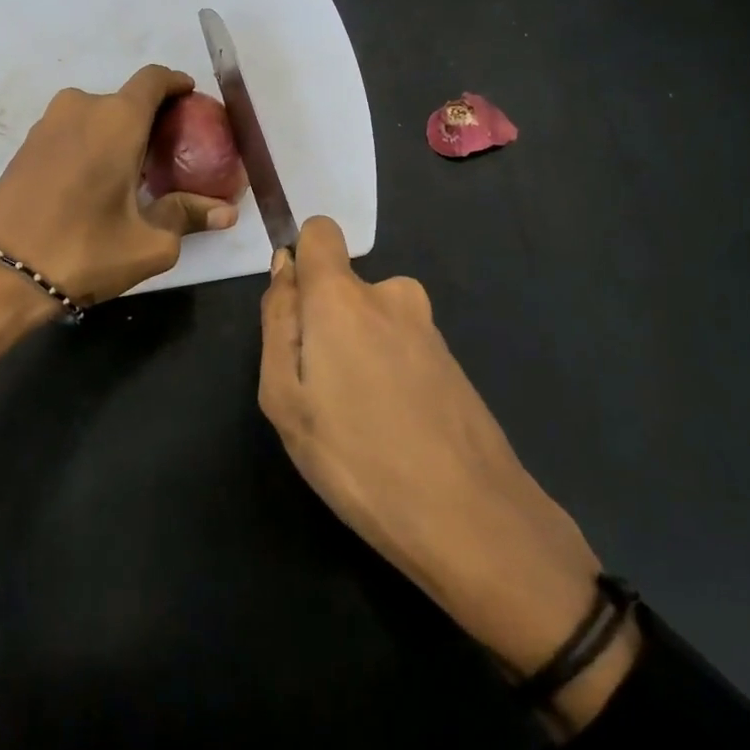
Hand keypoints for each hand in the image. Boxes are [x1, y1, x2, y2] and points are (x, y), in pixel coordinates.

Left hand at [0, 64, 237, 306]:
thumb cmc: (83, 250)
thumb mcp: (149, 243)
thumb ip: (187, 217)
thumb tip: (226, 214)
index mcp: (117, 120)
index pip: (154, 79)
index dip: (176, 83)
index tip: (190, 98)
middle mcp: (81, 108)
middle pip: (125, 99)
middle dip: (150, 118)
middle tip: (169, 150)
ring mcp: (47, 125)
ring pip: (96, 115)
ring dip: (117, 132)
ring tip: (133, 169)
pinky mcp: (26, 146)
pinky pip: (72, 131)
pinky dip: (91, 143)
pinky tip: (97, 180)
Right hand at [258, 217, 637, 730]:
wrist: (471, 518)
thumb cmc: (357, 457)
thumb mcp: (285, 397)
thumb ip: (277, 321)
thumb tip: (285, 267)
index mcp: (343, 295)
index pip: (321, 232)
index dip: (301, 260)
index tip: (295, 312)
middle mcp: (391, 294)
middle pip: (342, 288)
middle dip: (324, 325)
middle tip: (321, 395)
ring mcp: (427, 326)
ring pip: (372, 321)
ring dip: (358, 354)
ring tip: (358, 421)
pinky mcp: (451, 358)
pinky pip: (401, 347)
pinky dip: (389, 374)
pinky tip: (395, 431)